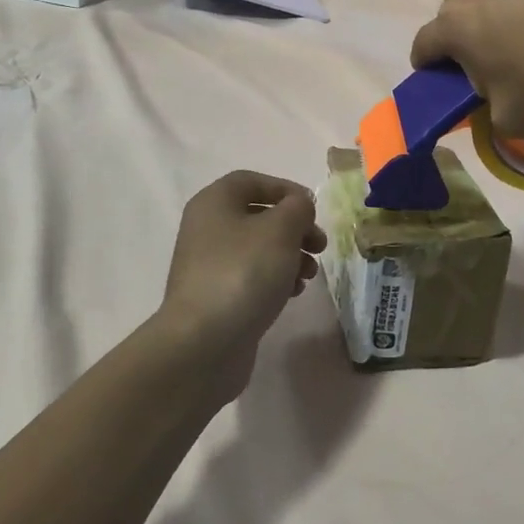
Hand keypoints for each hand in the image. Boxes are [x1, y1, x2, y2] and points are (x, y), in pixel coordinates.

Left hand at [153, 171, 326, 400]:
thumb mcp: (280, 230)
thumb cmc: (243, 273)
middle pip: (258, 216)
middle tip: (320, 246)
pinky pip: (251, 277)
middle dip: (294, 228)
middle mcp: (206, 228)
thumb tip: (299, 205)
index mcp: (214, 203)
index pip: (251, 181)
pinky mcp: (216, 297)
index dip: (285, 189)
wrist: (204, 343)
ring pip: (258, 249)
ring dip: (290, 256)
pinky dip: (275, 279)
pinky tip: (293, 293)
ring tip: (310, 274)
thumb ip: (297, 208)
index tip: (312, 209)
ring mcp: (209, 265)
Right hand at [410, 0, 523, 135]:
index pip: (423, 45)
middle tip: (498, 59)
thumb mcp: (514, 120)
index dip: (429, 65)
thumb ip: (490, 109)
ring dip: (508, 7)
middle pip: (460, 11)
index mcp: (455, 24)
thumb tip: (495, 95)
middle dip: (470, 33)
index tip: (441, 77)